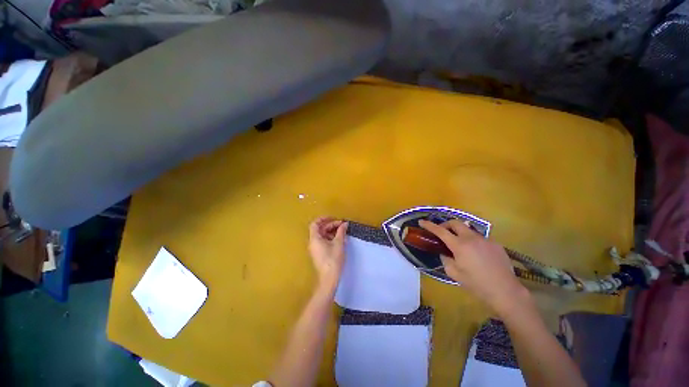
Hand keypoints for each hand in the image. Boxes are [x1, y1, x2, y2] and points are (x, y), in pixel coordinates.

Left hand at [309, 217, 348, 292]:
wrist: (329, 279)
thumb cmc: (333, 259)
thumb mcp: (339, 243)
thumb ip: (341, 231)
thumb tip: (344, 223)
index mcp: (315, 238)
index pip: (315, 224)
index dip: (324, 219)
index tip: (334, 218)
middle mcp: (313, 242)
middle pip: (320, 229)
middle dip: (331, 225)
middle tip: (342, 225)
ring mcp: (315, 248)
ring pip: (322, 235)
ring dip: (331, 231)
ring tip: (342, 232)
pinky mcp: (319, 253)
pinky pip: (323, 241)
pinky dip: (330, 238)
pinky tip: (339, 239)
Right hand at [419, 219, 530, 316]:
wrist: (505, 291)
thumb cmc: (476, 284)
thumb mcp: (454, 274)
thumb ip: (445, 260)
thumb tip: (444, 253)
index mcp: (459, 245)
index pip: (440, 231)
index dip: (429, 225)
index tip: (421, 222)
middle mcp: (472, 238)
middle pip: (455, 223)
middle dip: (446, 224)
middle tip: (442, 232)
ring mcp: (485, 239)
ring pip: (468, 229)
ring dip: (460, 232)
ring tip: (460, 245)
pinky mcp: (495, 244)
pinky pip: (479, 238)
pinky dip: (472, 241)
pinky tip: (476, 253)